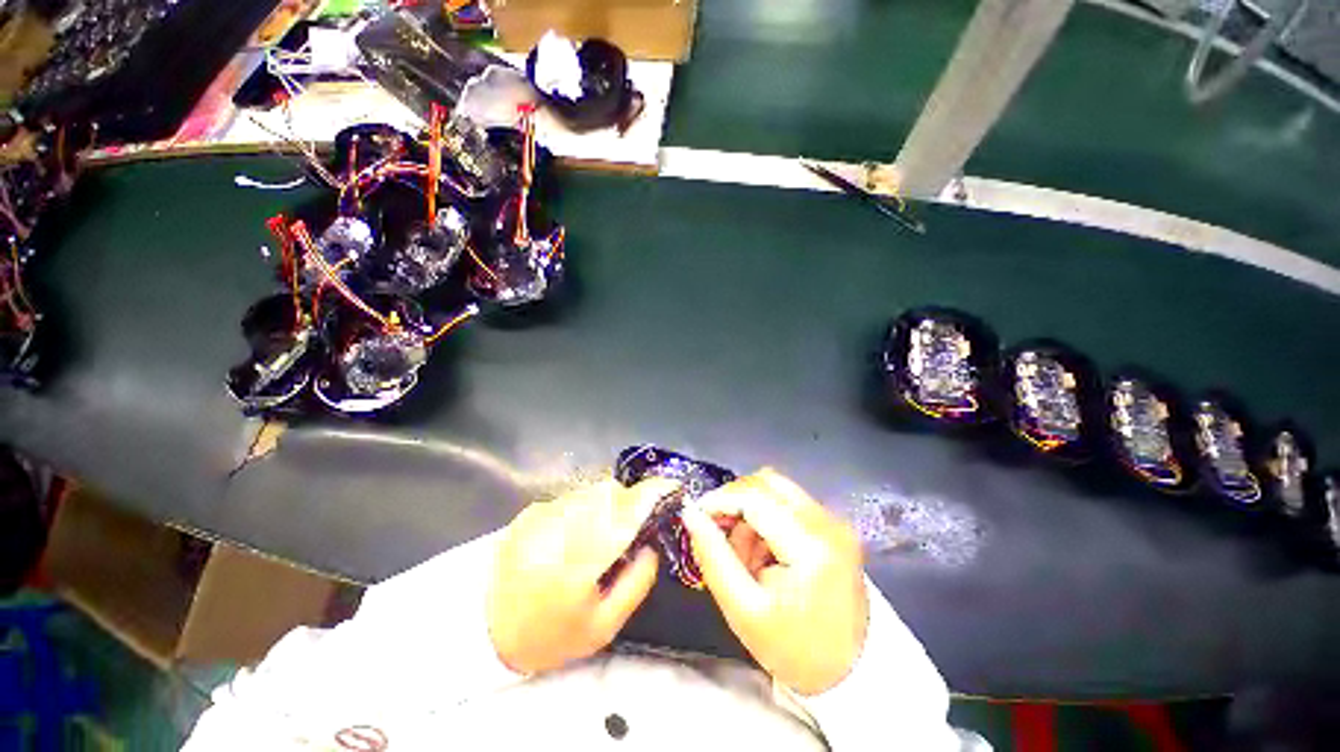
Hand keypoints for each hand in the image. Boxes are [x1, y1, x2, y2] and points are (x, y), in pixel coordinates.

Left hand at [487, 478, 673, 674]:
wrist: (482, 633)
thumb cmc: (549, 636)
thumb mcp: (603, 626)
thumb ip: (637, 581)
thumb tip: (651, 543)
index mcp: (583, 558)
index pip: (628, 509)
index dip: (655, 491)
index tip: (673, 487)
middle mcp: (562, 525)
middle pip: (610, 490)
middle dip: (629, 500)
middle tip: (630, 528)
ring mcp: (543, 513)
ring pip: (590, 490)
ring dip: (606, 503)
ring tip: (599, 535)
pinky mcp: (530, 512)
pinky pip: (570, 497)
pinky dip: (583, 508)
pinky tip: (572, 536)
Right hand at [681, 469, 868, 695]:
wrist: (852, 672)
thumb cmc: (794, 649)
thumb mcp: (743, 610)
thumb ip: (713, 557)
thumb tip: (691, 514)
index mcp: (810, 547)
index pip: (754, 498)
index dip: (719, 500)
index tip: (696, 515)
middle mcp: (827, 522)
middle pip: (767, 482)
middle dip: (735, 501)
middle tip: (719, 532)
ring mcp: (835, 521)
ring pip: (776, 488)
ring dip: (750, 509)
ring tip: (745, 553)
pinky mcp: (834, 524)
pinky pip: (789, 502)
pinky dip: (767, 517)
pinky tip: (764, 552)